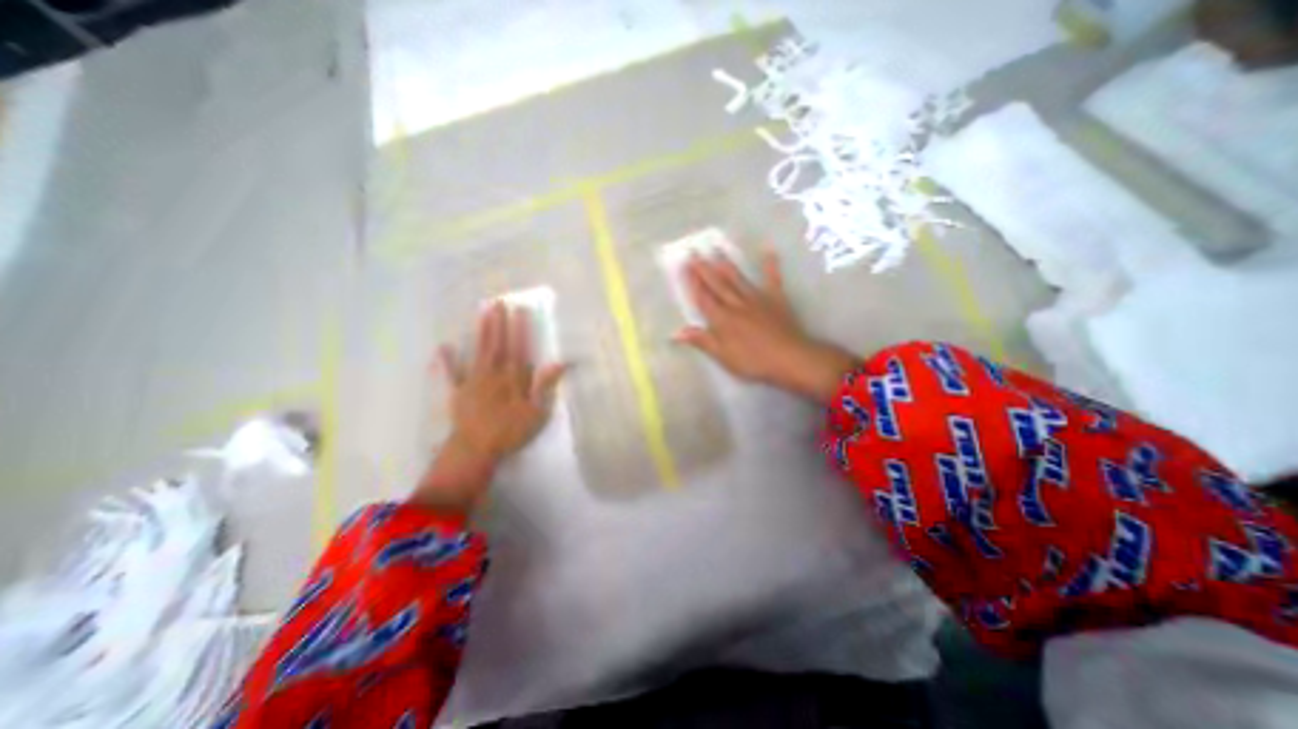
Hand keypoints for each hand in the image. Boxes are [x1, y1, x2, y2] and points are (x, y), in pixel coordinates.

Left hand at [411, 301, 562, 512]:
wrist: (476, 449)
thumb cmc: (510, 432)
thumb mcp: (537, 413)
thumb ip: (545, 386)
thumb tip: (558, 362)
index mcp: (513, 379)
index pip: (519, 348)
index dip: (521, 329)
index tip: (521, 309)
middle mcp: (493, 374)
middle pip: (498, 344)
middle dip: (499, 323)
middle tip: (498, 302)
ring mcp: (473, 381)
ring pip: (479, 352)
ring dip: (480, 331)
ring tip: (482, 312)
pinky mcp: (458, 392)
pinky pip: (451, 374)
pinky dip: (446, 361)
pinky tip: (442, 347)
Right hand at [675, 247, 859, 399]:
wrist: (789, 358)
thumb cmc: (753, 361)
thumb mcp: (723, 356)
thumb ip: (702, 341)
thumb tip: (676, 332)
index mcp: (722, 319)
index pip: (703, 298)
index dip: (692, 282)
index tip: (684, 266)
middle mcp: (736, 304)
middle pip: (717, 285)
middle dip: (704, 269)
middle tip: (693, 252)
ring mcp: (756, 299)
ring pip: (737, 279)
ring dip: (725, 264)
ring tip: (716, 249)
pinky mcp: (775, 299)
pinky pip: (772, 278)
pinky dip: (770, 264)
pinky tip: (768, 249)